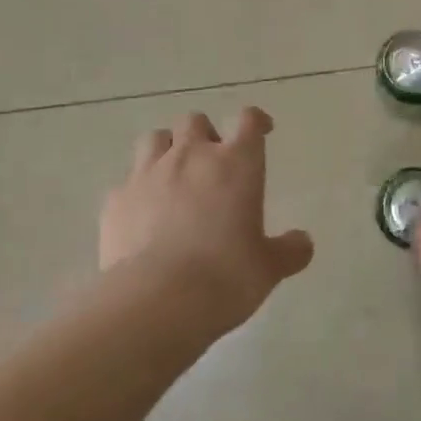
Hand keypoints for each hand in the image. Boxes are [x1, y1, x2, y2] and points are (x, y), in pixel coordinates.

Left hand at [100, 107, 313, 336]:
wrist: (158, 299)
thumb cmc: (227, 276)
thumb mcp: (269, 268)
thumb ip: (289, 250)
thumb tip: (303, 242)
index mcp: (236, 164)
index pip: (248, 121)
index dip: (256, 121)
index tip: (261, 130)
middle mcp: (191, 157)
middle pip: (195, 121)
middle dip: (204, 135)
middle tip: (212, 163)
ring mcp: (147, 173)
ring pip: (155, 139)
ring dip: (166, 150)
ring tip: (173, 177)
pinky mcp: (116, 198)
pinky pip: (127, 181)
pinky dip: (137, 190)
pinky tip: (143, 215)